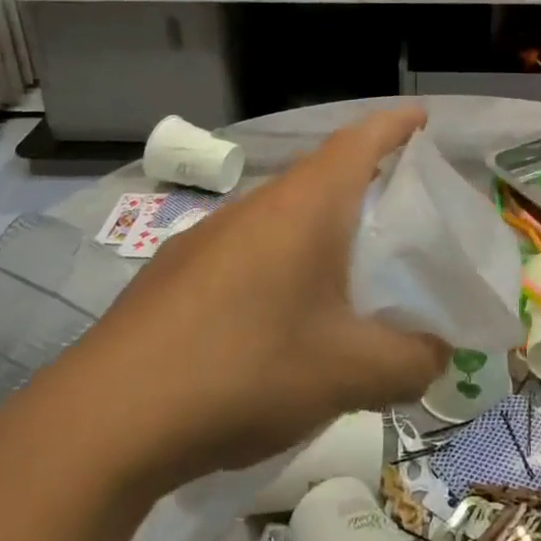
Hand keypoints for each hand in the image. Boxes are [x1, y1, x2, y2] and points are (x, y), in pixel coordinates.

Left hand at [84, 108, 449, 482]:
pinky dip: (279, 266)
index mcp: (304, 207)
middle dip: (365, 186)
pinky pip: (246, 251)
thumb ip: (411, 361)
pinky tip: (277, 322)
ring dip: (319, 232)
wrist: (104, 421)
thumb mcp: (349, 374)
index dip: (396, 125)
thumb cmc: (245, 370)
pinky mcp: (173, 273)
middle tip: (401, 220)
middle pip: (322, 176)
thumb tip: (436, 354)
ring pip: (281, 217)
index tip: (422, 119)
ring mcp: (206, 237)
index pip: (360, 140)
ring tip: (347, 278)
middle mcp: (254, 207)